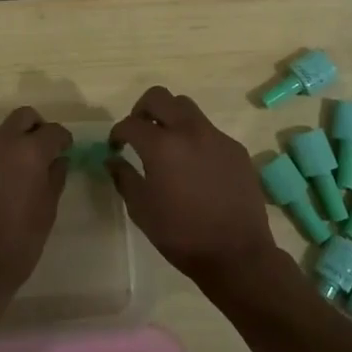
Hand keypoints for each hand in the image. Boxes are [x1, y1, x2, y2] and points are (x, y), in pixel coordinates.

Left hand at [0, 106, 70, 292]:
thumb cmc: (19, 242)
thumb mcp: (48, 211)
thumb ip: (55, 178)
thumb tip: (58, 161)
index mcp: (30, 151)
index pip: (53, 130)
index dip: (63, 139)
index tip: (66, 149)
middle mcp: (2, 143)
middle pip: (23, 117)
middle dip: (36, 127)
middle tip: (42, 150)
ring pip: (0, 134)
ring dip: (12, 144)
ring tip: (18, 172)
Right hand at [108, 85, 278, 288]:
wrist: (238, 254)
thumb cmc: (182, 235)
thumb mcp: (142, 210)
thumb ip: (124, 178)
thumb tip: (113, 160)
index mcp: (162, 145)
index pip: (131, 123)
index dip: (118, 132)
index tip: (116, 146)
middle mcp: (189, 131)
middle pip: (160, 97)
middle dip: (142, 109)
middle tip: (139, 131)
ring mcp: (216, 137)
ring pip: (186, 108)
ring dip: (170, 118)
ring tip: (167, 145)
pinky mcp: (235, 148)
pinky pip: (209, 130)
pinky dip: (194, 138)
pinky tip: (195, 166)